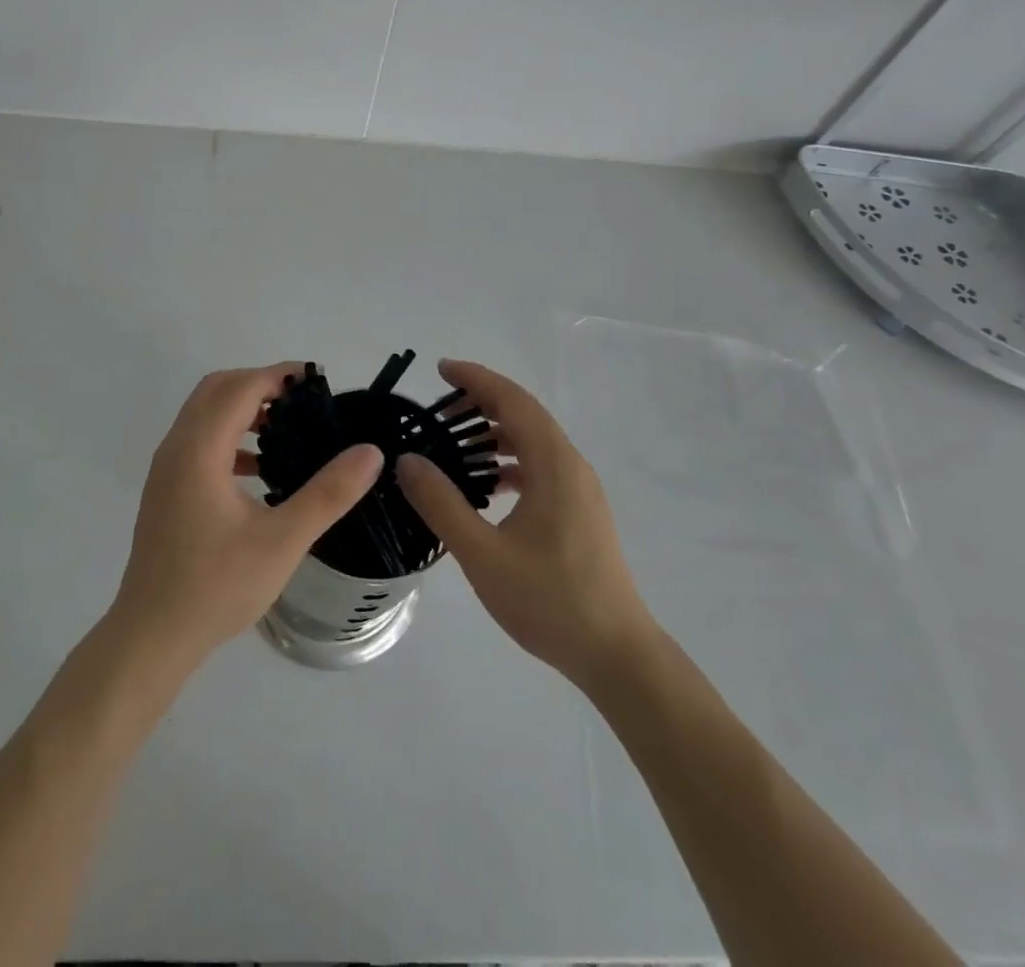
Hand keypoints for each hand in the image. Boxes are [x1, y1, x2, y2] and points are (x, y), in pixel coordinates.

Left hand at [111, 363, 383, 668]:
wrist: (152, 636)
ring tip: (286, 431)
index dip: (279, 375)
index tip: (317, 380)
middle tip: (302, 403)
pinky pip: (198, 441)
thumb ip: (329, 493)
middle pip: (216, 389)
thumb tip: (370, 452)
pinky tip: (259, 471)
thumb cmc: (217, 586)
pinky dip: (229, 437)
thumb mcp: (283, 540)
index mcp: (199, 449)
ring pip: (204, 414)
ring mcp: (166, 469)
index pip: (240, 388)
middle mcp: (176, 447)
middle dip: (259, 385)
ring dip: (242, 409)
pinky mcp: (165, 490)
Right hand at [397, 359, 654, 689]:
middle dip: (482, 402)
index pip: (513, 401)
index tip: (441, 369)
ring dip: (496, 433)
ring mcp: (580, 490)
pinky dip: (511, 462)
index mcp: (554, 465)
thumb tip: (408, 460)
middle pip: (525, 415)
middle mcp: (571, 466)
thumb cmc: (550, 600)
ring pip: (534, 442)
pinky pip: (541, 467)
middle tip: (439, 406)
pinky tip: (488, 487)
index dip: (476, 379)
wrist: (616, 655)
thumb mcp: (482, 553)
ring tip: (456, 444)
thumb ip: (442, 503)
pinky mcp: (581, 512)